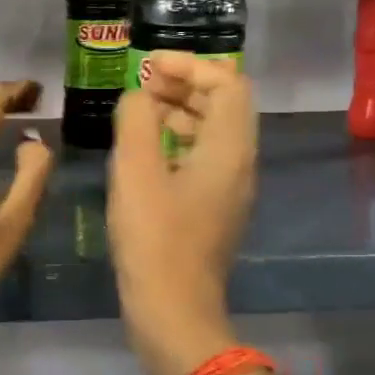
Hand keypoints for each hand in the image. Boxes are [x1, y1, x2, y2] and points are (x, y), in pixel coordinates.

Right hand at [108, 52, 257, 374]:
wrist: (172, 310)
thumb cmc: (154, 238)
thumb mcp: (136, 170)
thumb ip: (137, 119)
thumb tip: (139, 96)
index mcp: (230, 149)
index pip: (228, 83)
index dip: (190, 64)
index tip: (148, 66)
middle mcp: (239, 163)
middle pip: (224, 104)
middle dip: (185, 84)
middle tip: (142, 84)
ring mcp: (229, 188)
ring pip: (212, 131)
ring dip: (179, 111)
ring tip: (138, 111)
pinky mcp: (212, 208)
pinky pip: (202, 157)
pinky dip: (176, 140)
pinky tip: (143, 150)